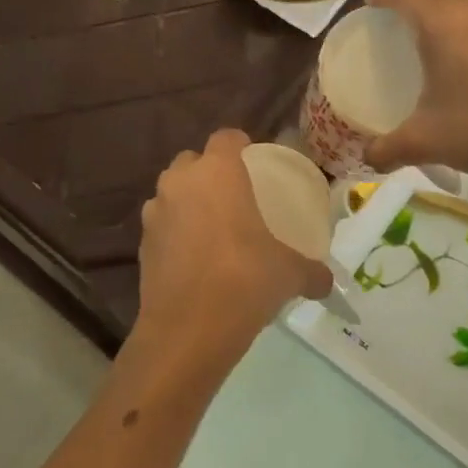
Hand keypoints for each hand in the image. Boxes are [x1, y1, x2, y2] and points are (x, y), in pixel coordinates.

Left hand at [136, 130, 333, 356]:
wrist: (188, 330)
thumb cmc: (245, 281)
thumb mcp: (290, 273)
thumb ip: (312, 271)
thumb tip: (327, 282)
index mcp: (217, 173)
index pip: (226, 138)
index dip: (240, 144)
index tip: (253, 158)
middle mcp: (180, 183)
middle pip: (192, 162)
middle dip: (209, 172)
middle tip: (234, 195)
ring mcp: (155, 213)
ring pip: (171, 193)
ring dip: (188, 202)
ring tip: (212, 228)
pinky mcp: (140, 244)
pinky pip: (162, 226)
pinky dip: (175, 233)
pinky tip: (194, 258)